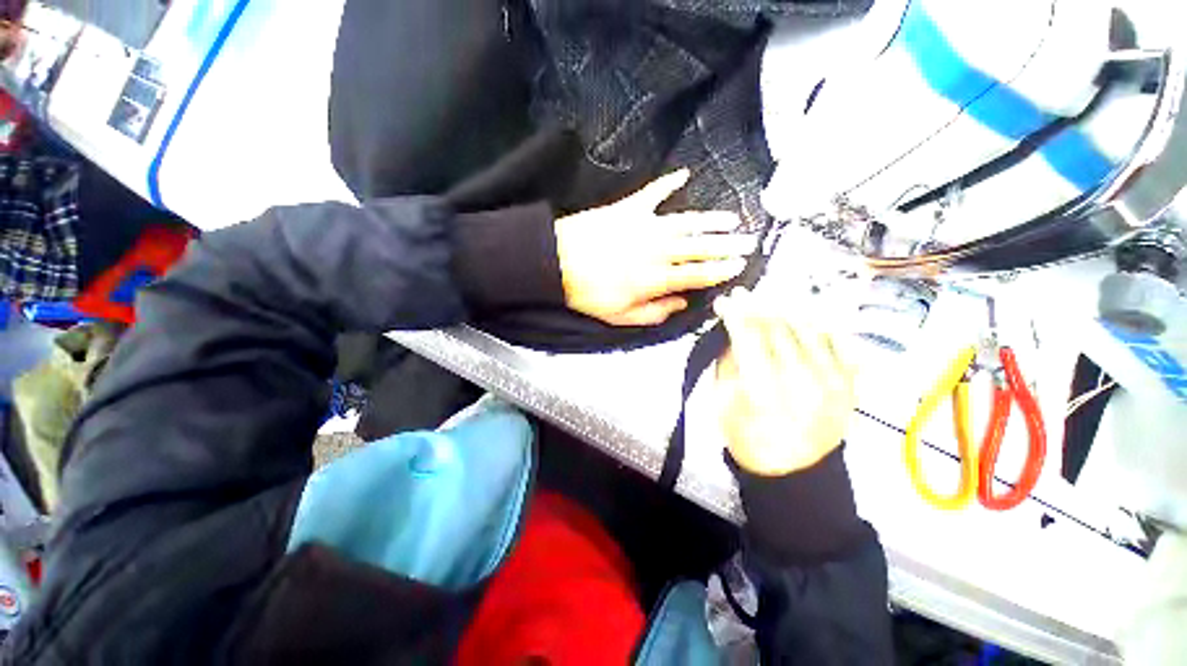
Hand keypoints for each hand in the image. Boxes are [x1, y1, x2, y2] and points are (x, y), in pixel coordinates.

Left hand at [555, 170, 756, 325]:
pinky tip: (684, 175)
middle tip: (749, 241)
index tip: (739, 265)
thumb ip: (654, 312)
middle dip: (727, 245)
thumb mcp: (620, 316)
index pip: (697, 274)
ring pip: (687, 221)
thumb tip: (681, 303)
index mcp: (654, 279)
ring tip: (732, 218)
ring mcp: (644, 225)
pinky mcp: (629, 208)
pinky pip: (654, 192)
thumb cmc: (587, 293)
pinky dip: (669, 182)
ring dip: (712, 219)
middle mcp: (656, 250)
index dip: (720, 270)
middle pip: (699, 247)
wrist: (556, 261)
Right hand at [715, 288, 857, 475]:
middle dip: (758, 305)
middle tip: (744, 294)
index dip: (736, 313)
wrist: (793, 472)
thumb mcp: (722, 401)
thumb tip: (734, 330)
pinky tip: (805, 316)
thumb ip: (729, 362)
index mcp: (764, 390)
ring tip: (770, 300)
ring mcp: (834, 383)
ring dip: (787, 309)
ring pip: (810, 328)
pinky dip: (821, 325)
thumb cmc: (747, 437)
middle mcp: (804, 382)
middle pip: (780, 328)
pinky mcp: (851, 386)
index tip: (725, 300)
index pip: (749, 336)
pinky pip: (840, 342)